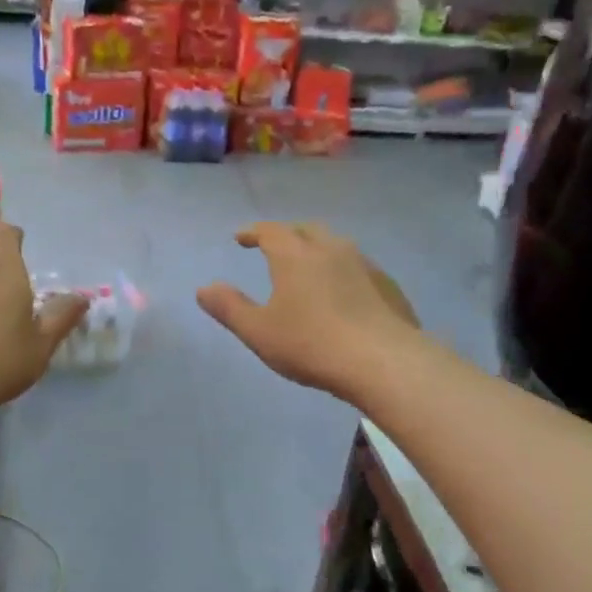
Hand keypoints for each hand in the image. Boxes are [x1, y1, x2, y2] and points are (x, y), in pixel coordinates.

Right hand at [198, 223, 419, 401]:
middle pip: (306, 230)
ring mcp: (364, 265)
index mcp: (295, 256)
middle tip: (276, 246)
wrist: (382, 361)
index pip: (271, 231)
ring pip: (337, 245)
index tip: (242, 238)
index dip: (254, 232)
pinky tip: (344, 292)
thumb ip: (230, 307)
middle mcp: (331, 249)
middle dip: (287, 234)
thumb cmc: (311, 344)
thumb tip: (204, 288)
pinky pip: (359, 267)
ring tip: (310, 266)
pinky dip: (343, 270)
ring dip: (318, 249)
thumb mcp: (258, 332)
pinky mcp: (388, 285)